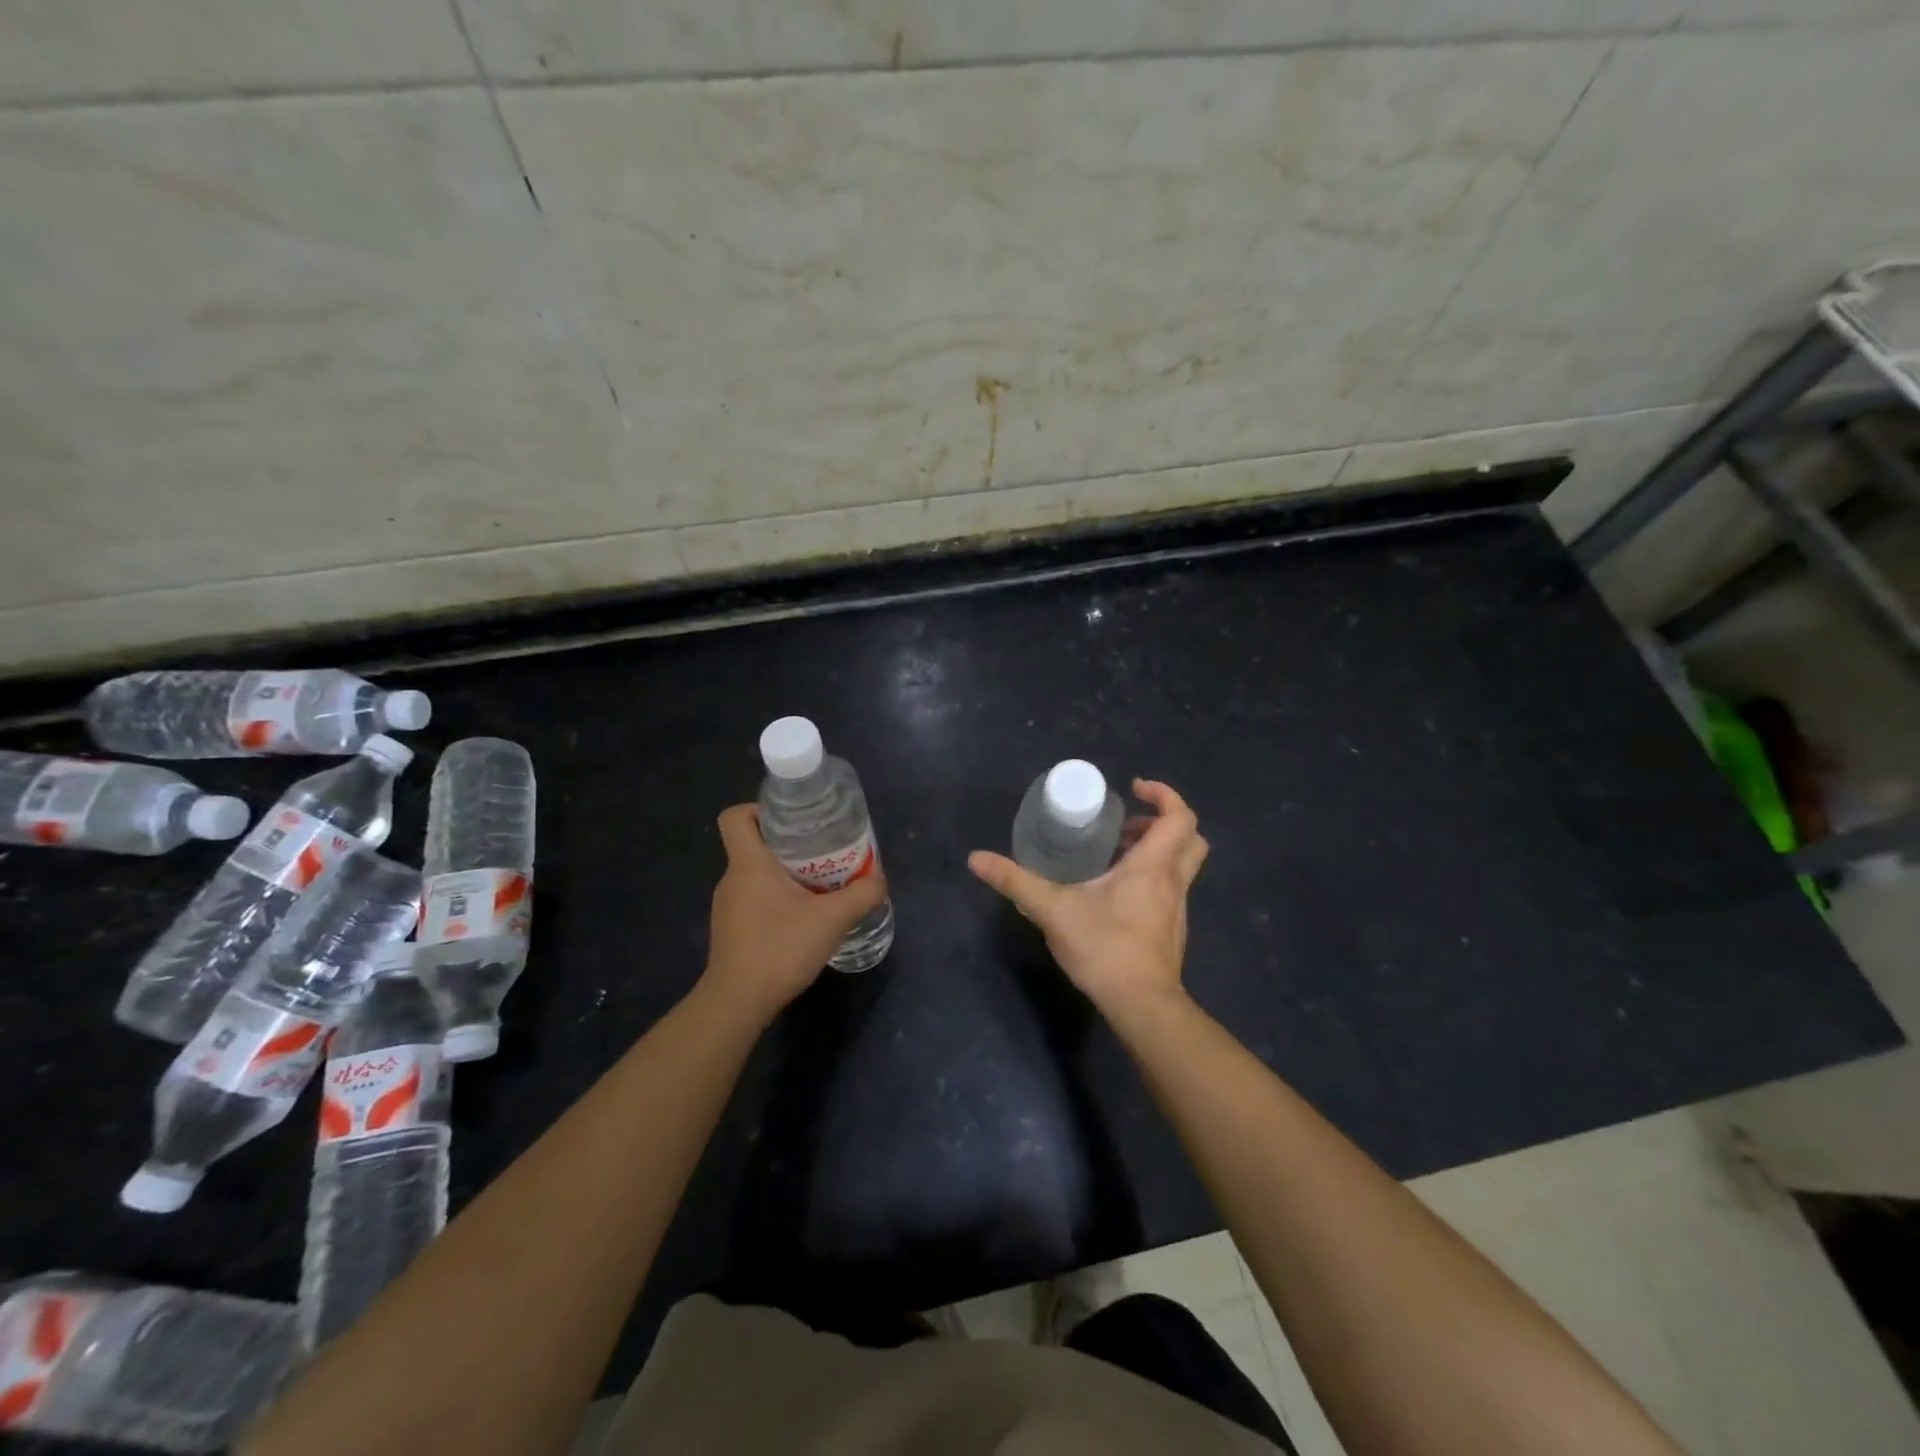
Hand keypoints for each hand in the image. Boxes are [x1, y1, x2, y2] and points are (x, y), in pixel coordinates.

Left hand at [702, 804, 889, 1017]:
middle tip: (823, 853)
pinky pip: (754, 900)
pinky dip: (777, 899)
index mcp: (749, 864)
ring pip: (756, 875)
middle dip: (788, 844)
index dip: (759, 809)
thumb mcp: (832, 919)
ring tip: (820, 886)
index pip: (736, 817)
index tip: (792, 820)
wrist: (739, 1003)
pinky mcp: (731, 930)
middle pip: (753, 844)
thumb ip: (862, 894)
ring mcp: (728, 907)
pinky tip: (804, 918)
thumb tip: (879, 879)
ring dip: (785, 874)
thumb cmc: (780, 948)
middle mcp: (732, 879)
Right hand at [968, 779, 1207, 1018]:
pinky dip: (1152, 877)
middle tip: (1125, 824)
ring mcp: (1177, 908)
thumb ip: (1015, 882)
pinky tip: (1116, 894)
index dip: (1164, 794)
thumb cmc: (1104, 948)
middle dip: (1163, 821)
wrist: (1141, 1005)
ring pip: (1183, 865)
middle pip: (1191, 838)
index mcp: (1153, 866)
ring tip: (1114, 855)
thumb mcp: (1052, 910)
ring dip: (1156, 850)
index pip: (1180, 816)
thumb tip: (976, 859)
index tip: (1134, 789)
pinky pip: (1171, 889)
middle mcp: (1173, 882)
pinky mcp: (1172, 930)